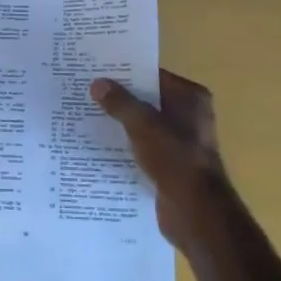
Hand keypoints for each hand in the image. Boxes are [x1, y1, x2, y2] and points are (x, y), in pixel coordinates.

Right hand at [90, 69, 233, 255]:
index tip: (97, 70)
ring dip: (121, 123)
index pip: (153, 76)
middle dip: (120, 98)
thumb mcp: (142, 124)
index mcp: (190, 97)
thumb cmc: (174, 158)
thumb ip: (120, 103)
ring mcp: (181, 141)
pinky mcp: (171, 164)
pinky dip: (127, 145)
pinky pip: (144, 147)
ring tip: (87, 116)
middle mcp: (189, 115)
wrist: (195, 211)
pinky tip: (100, 145)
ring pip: (144, 125)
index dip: (126, 72)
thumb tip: (98, 84)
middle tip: (86, 91)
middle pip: (147, 100)